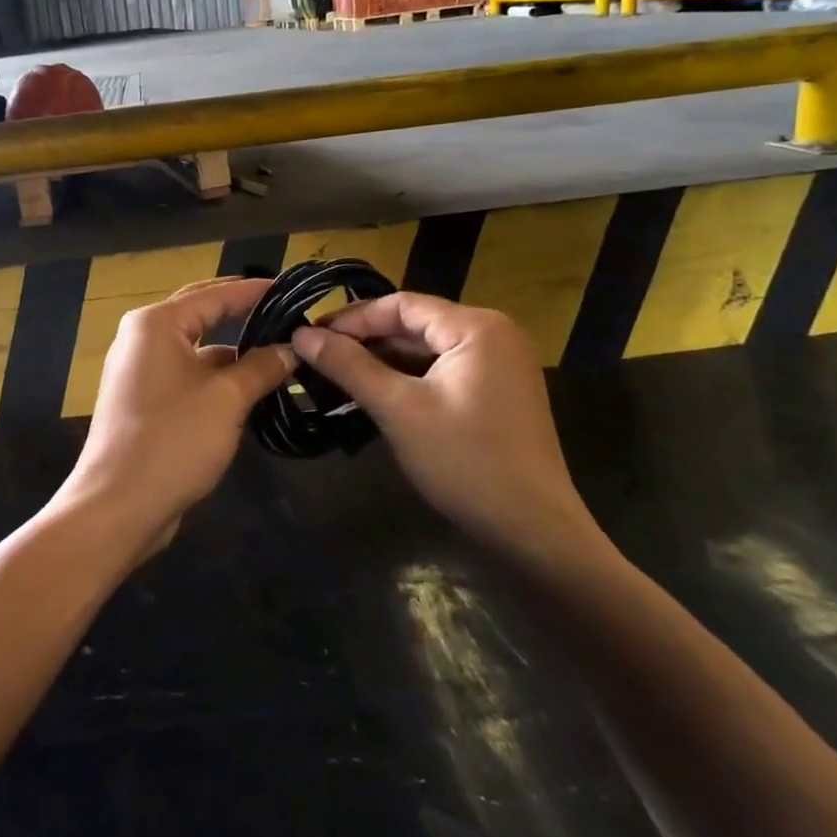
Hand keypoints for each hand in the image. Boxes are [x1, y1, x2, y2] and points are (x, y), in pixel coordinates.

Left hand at [55, 278, 294, 552]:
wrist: (118, 506)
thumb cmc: (173, 440)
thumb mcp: (227, 399)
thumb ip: (261, 367)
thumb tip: (291, 349)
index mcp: (156, 324)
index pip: (215, 294)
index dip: (255, 291)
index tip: (294, 291)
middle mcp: (143, 338)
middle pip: (202, 314)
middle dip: (244, 314)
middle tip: (287, 315)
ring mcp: (140, 370)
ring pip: (197, 349)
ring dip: (234, 352)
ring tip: (280, 355)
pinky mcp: (144, 400)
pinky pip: (187, 375)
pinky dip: (217, 378)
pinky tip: (252, 389)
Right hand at [293, 294, 612, 575]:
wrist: (534, 531)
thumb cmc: (466, 462)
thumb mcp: (399, 410)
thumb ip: (349, 366)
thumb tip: (301, 334)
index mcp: (478, 327)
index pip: (401, 304)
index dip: (352, 318)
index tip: (310, 335)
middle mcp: (494, 335)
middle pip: (415, 324)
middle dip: (365, 339)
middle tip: (316, 355)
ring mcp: (500, 365)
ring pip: (427, 349)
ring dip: (383, 360)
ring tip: (336, 374)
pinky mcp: (497, 392)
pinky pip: (442, 371)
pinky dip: (407, 378)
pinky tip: (374, 393)